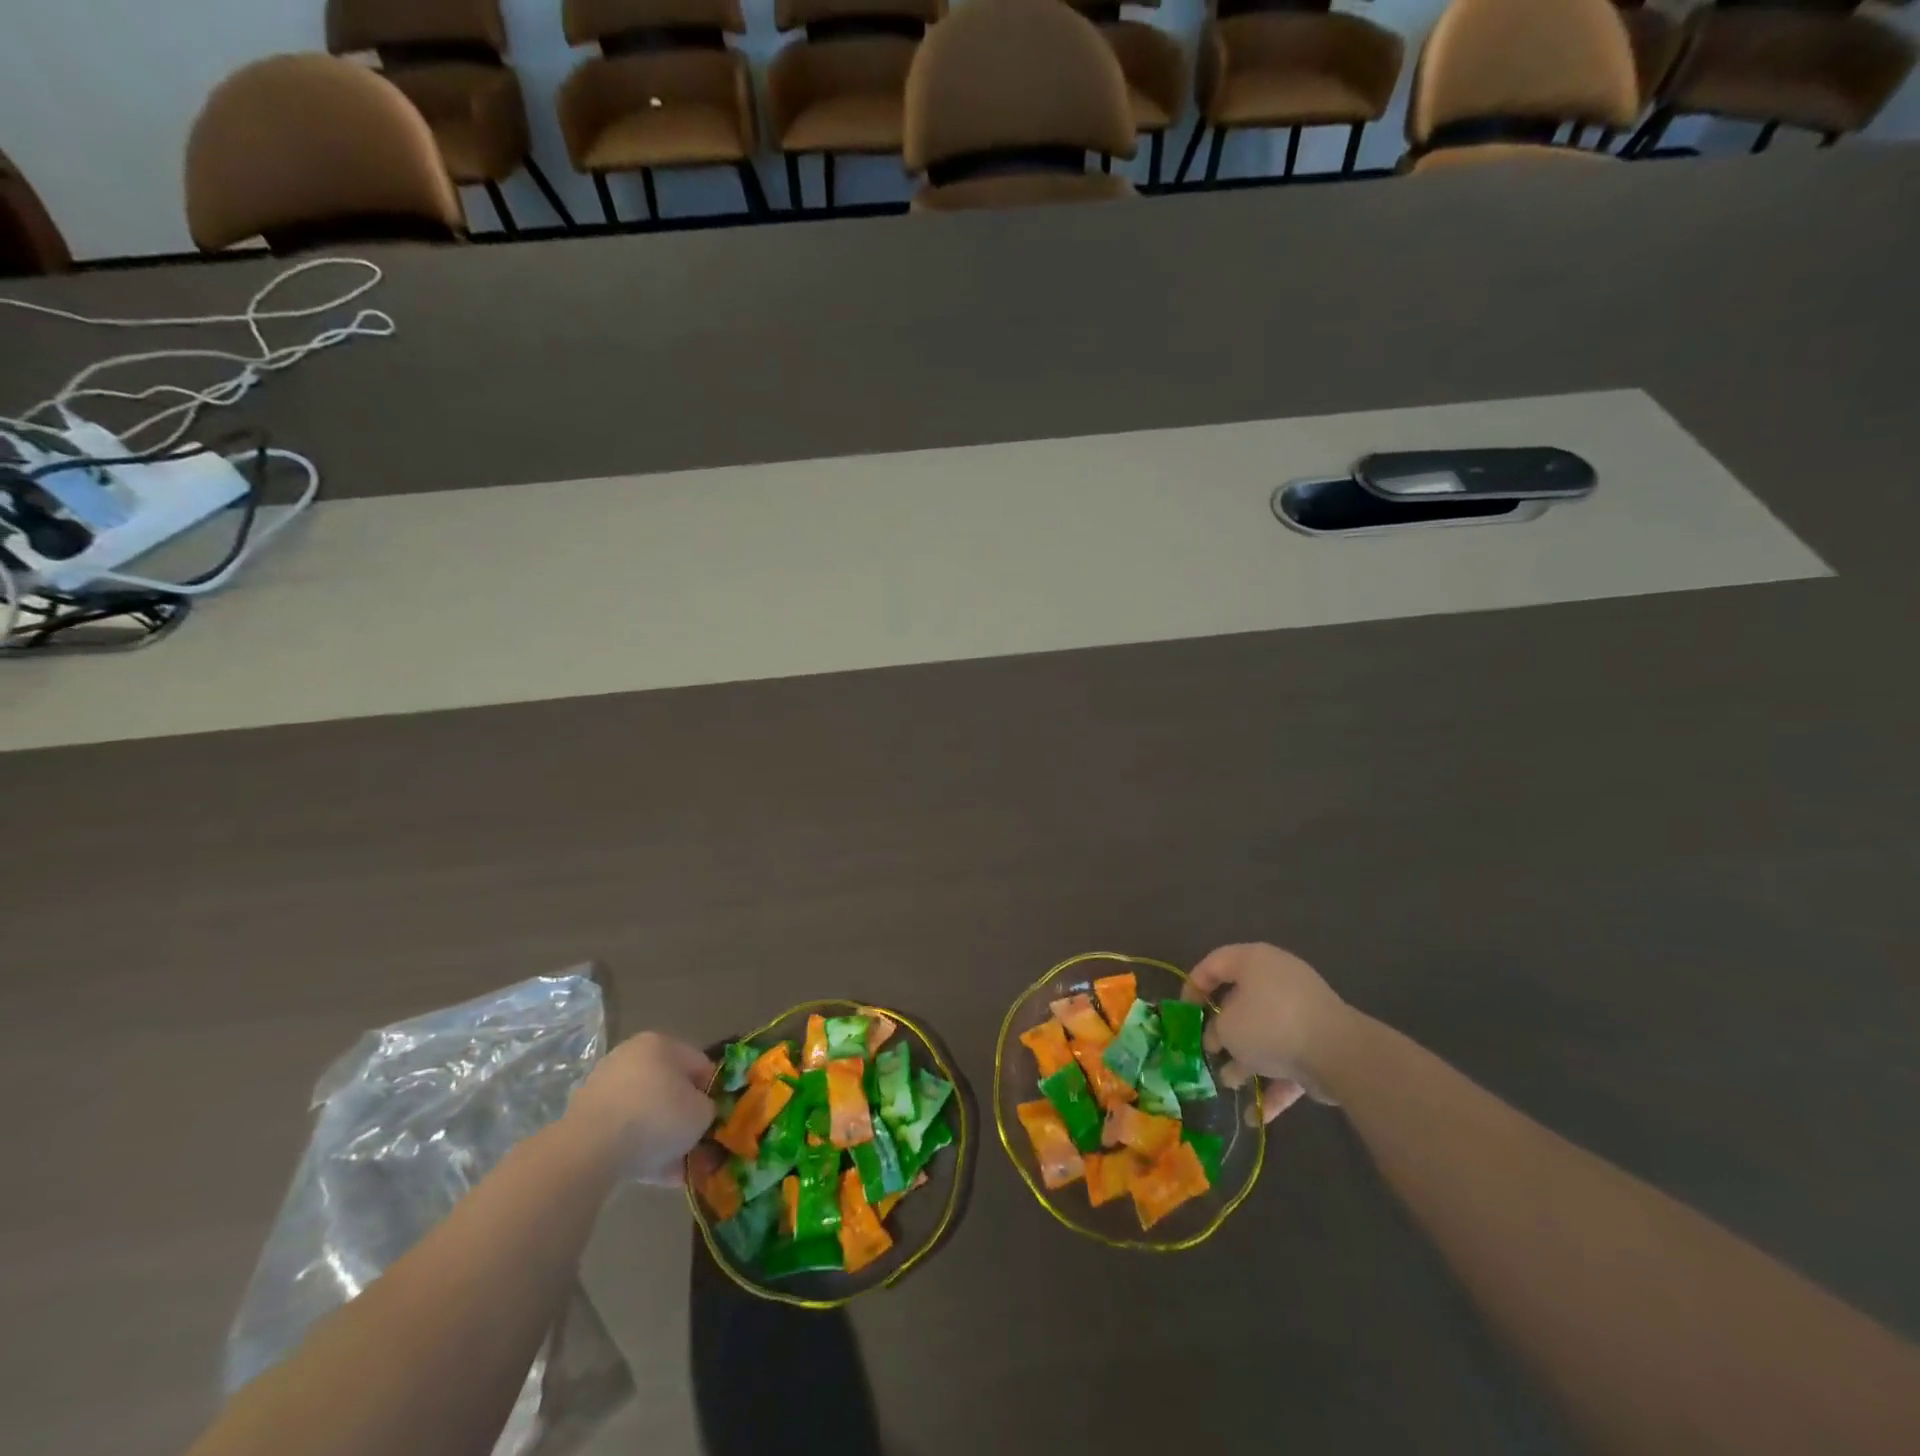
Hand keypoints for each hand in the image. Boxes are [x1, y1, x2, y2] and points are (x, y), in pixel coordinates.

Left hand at [566, 1031, 714, 1185]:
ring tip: (677, 1169)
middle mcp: (631, 1057)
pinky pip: (624, 1133)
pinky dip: (640, 1150)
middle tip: (695, 1145)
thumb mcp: (701, 1113)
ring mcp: (605, 1088)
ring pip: (646, 1114)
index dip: (712, 1094)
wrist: (589, 1151)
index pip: (699, 1065)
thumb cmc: (656, 1118)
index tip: (715, 1121)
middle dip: (684, 1119)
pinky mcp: (586, 1119)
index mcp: (661, 1044)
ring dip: (663, 1139)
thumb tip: (702, 1114)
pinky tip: (655, 1176)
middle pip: (670, 1089)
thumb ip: (709, 1109)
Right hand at [1184, 943, 1354, 1123]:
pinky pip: (1288, 1058)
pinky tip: (1255, 1116)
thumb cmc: (1270, 1025)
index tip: (1182, 1013)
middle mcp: (1278, 979)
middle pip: (1240, 1001)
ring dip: (1246, 1059)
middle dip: (1222, 1030)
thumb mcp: (1227, 1027)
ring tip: (1228, 1085)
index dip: (1193, 986)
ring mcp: (1302, 1011)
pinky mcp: (1319, 1042)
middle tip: (1206, 1049)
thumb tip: (1218, 1038)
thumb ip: (1214, 1030)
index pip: (1214, 964)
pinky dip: (1273, 1083)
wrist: (1340, 1054)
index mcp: (1254, 961)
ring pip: (1265, 1032)